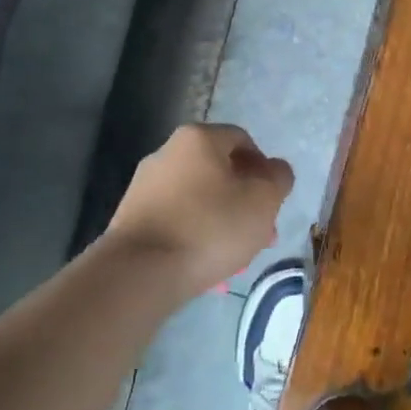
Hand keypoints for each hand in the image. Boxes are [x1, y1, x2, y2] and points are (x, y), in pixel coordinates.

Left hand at [104, 123, 293, 291]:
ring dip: (223, 222)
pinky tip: (207, 265)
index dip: (264, 168)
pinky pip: (176, 221)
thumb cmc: (211, 226)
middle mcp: (166, 153)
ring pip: (199, 199)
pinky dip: (195, 237)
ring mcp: (144, 186)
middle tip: (260, 234)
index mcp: (198, 138)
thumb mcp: (263, 200)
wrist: (141, 271)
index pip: (243, 140)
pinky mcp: (132, 218)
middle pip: (219, 172)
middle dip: (245, 202)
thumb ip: (278, 178)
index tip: (272, 200)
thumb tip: (275, 170)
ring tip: (236, 257)